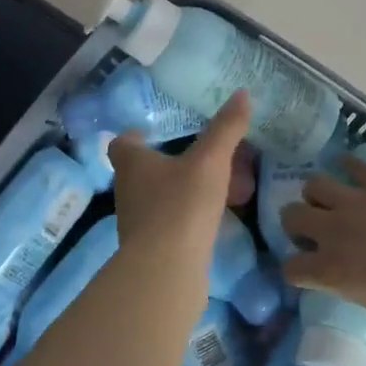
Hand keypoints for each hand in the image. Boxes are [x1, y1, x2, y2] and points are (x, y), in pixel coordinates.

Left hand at [109, 93, 251, 256]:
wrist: (166, 272)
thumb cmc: (181, 205)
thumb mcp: (210, 161)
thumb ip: (225, 129)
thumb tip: (241, 94)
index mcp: (132, 163)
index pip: (123, 143)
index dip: (137, 136)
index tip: (157, 132)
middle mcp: (128, 191)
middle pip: (143, 170)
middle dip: (169, 163)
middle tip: (201, 156)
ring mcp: (137, 223)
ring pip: (159, 198)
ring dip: (182, 191)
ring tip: (217, 186)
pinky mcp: (152, 250)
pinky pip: (171, 224)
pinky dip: (189, 217)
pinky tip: (215, 218)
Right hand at [280, 157, 365, 334]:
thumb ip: (363, 292)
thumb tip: (365, 285)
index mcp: (332, 272)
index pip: (291, 268)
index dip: (295, 271)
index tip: (305, 272)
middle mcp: (335, 232)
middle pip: (291, 215)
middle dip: (295, 223)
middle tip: (313, 231)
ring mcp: (356, 203)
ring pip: (315, 184)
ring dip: (317, 194)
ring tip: (330, 201)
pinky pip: (355, 165)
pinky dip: (349, 166)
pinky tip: (350, 170)